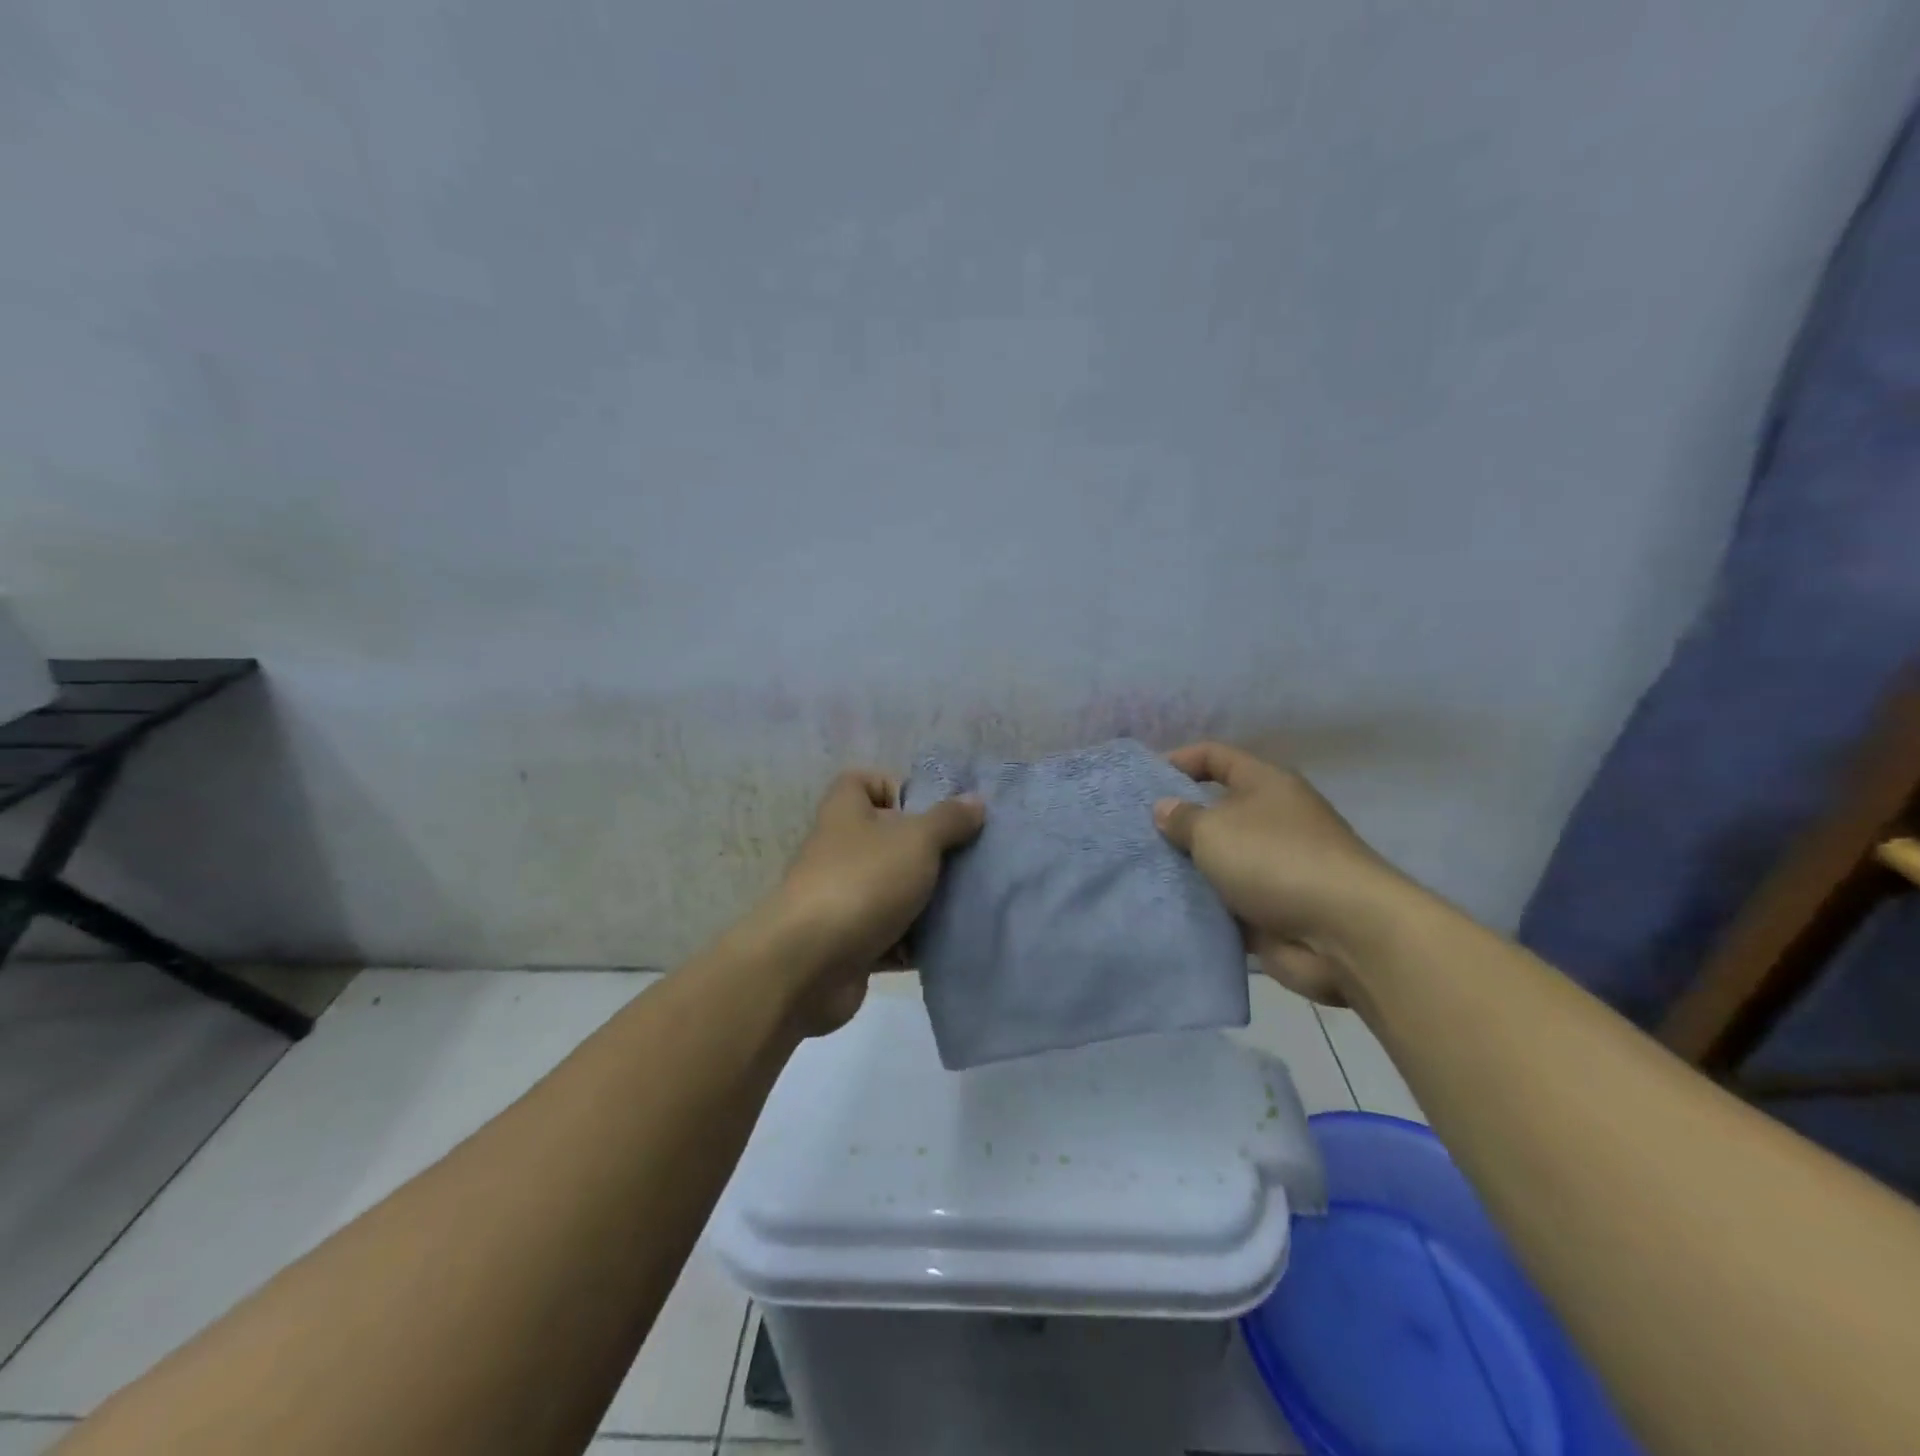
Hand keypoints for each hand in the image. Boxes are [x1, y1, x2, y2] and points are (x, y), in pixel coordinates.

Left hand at [759, 770, 983, 1033]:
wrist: (809, 964)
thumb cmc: (864, 881)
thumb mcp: (917, 839)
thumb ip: (949, 819)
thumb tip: (974, 801)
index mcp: (846, 812)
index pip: (864, 781)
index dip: (898, 788)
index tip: (934, 810)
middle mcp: (841, 850)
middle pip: (889, 839)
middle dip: (929, 850)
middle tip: (969, 860)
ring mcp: (844, 898)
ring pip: (894, 889)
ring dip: (928, 899)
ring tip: (969, 902)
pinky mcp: (851, 942)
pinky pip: (892, 935)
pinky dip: (916, 941)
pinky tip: (949, 942)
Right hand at [1152, 741, 1403, 1004]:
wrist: (1344, 933)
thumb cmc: (1275, 860)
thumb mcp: (1215, 829)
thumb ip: (1182, 818)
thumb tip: (1165, 808)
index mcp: (1265, 784)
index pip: (1215, 756)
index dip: (1178, 760)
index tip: (1141, 781)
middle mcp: (1272, 819)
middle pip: (1214, 810)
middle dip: (1176, 822)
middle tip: (1132, 833)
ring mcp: (1274, 866)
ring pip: (1218, 860)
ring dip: (1186, 868)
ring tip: (1140, 872)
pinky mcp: (1272, 909)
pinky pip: (1226, 901)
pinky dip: (1203, 905)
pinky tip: (1165, 907)